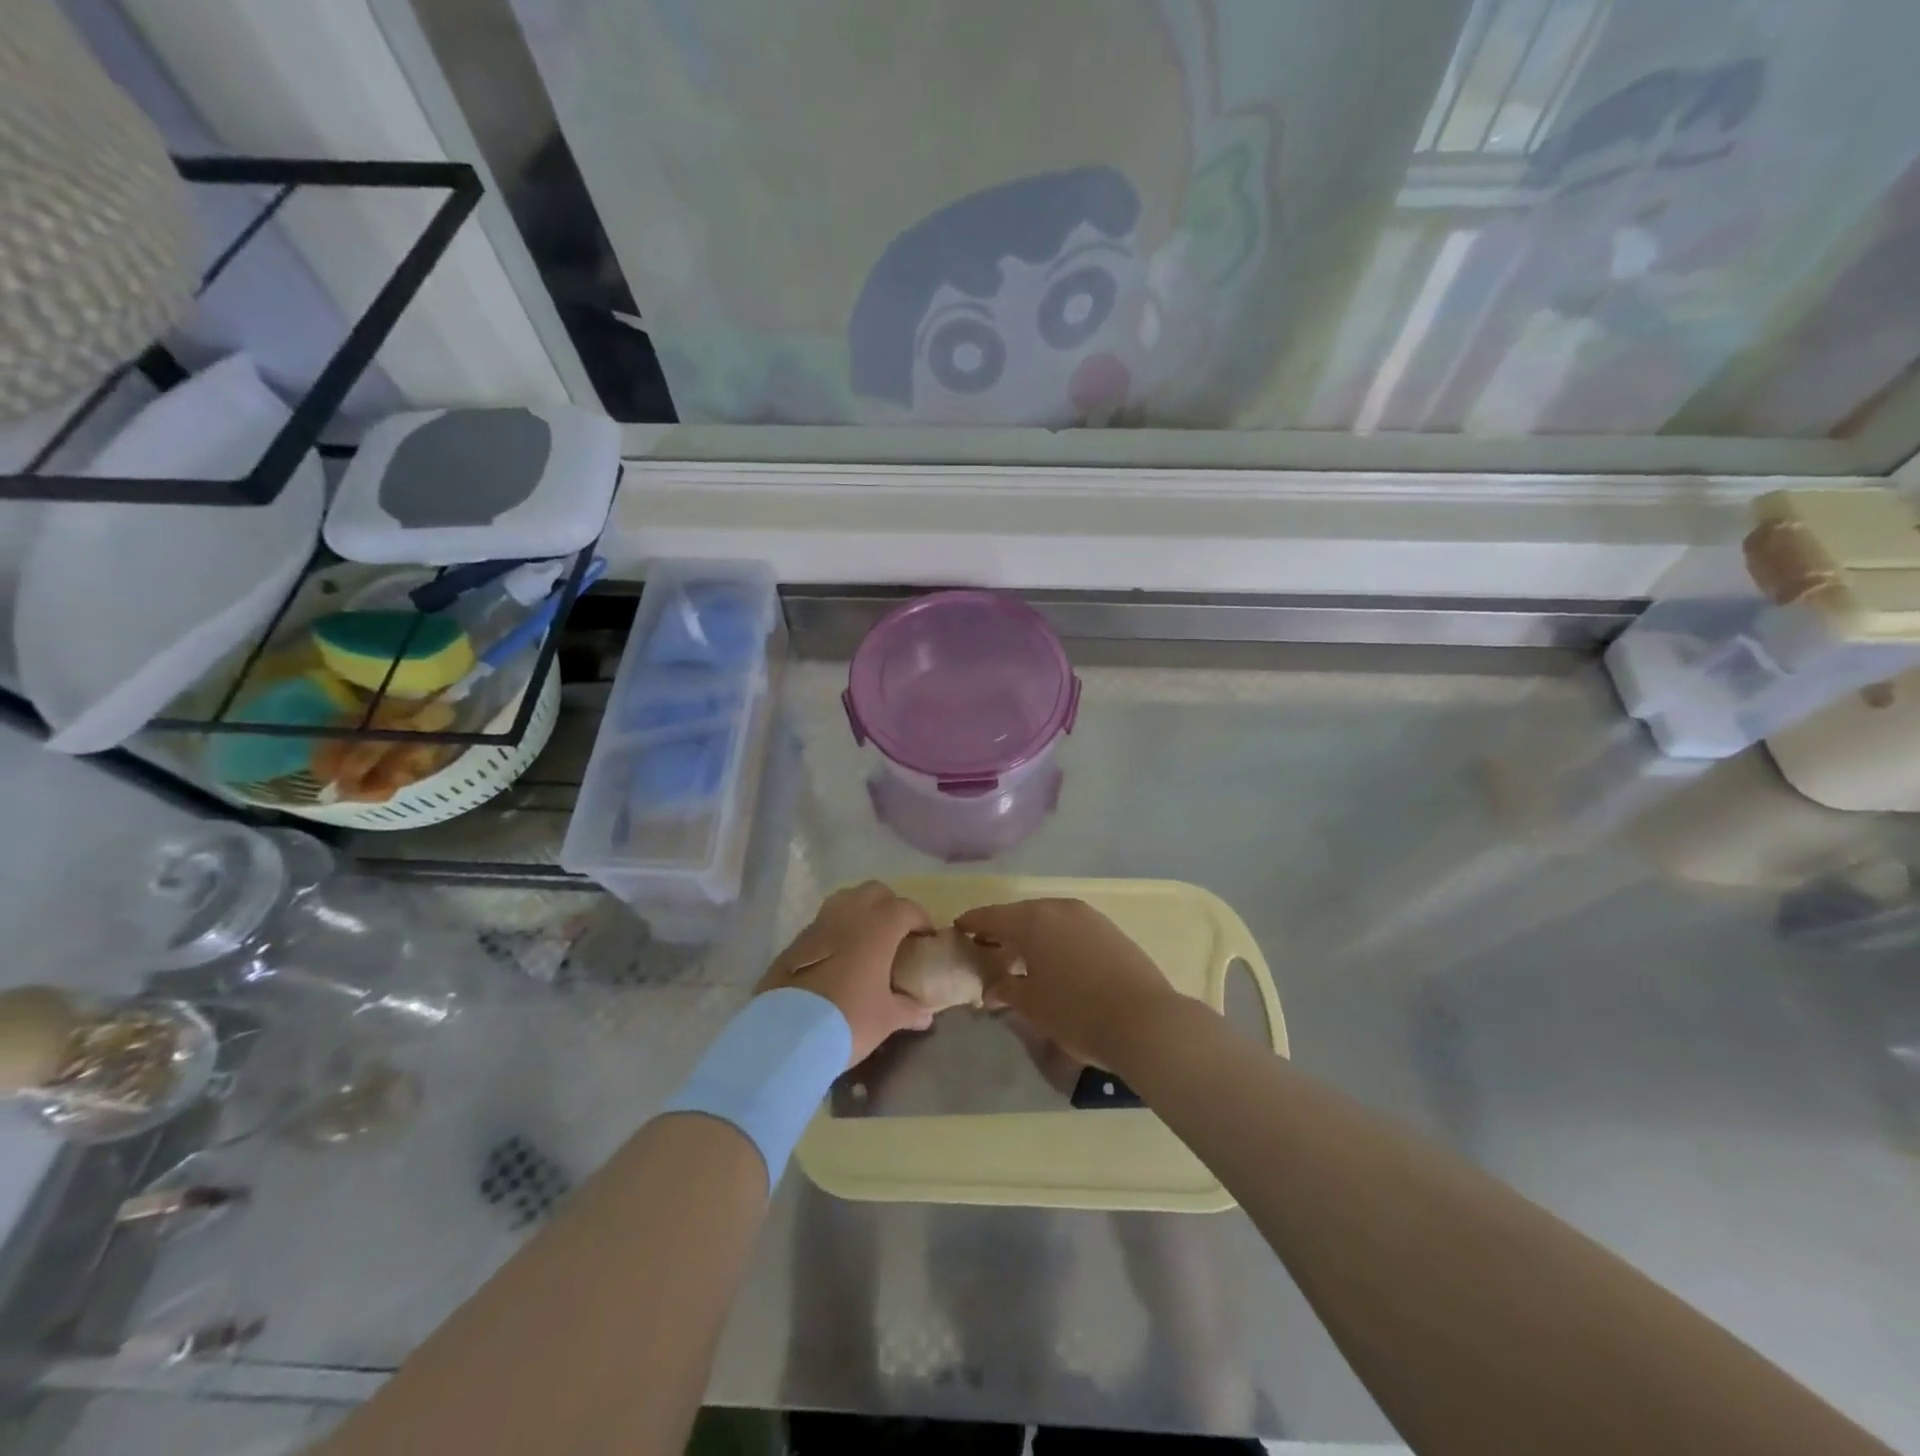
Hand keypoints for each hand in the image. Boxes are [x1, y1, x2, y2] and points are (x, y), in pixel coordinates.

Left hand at [760, 881, 935, 1066]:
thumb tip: (926, 1014)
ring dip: (859, 911)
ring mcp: (818, 925)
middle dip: (889, 905)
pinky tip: (837, 958)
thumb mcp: (886, 1019)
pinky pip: (823, 924)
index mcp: (877, 928)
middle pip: (874, 891)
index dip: (920, 919)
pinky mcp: (795, 942)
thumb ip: (909, 1010)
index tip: (925, 938)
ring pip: (845, 899)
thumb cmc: (849, 1019)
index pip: (906, 908)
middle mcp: (848, 916)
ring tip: (866, 939)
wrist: (788, 1034)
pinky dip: (835, 931)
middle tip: (897, 932)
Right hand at [954, 898, 1180, 1073]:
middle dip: (1002, 929)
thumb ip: (1006, 990)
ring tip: (1021, 957)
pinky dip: (1055, 938)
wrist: (1145, 1021)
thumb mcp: (1032, 1005)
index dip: (972, 923)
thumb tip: (991, 989)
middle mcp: (1058, 908)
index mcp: (1032, 920)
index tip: (958, 929)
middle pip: (1020, 914)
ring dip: (1031, 933)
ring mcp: (1088, 916)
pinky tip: (1055, 960)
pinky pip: (1070, 927)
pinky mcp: (1110, 929)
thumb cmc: (1076, 1013)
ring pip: (1048, 918)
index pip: (991, 916)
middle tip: (988, 948)